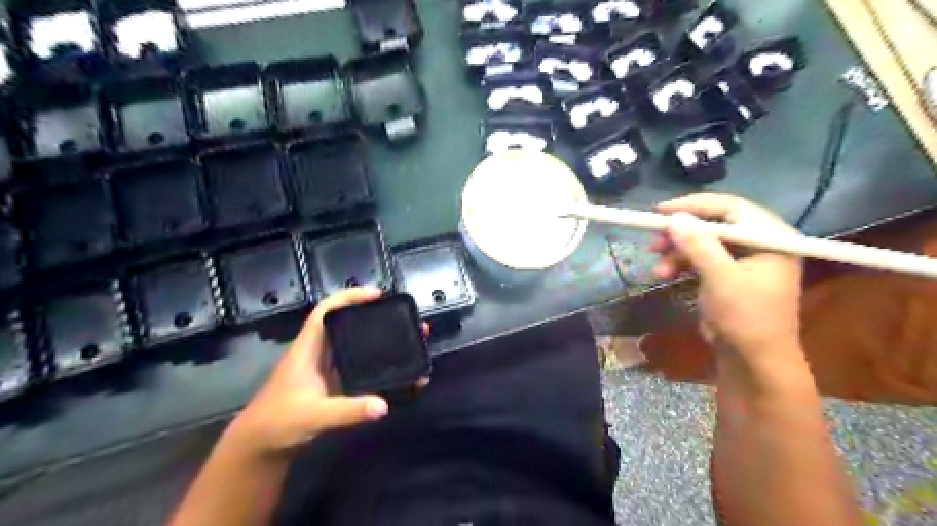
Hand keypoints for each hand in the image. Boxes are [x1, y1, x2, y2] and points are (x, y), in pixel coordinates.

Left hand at [225, 288, 389, 458]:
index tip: (377, 295)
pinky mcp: (332, 385)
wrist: (259, 448)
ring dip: (377, 340)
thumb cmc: (277, 423)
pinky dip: (377, 365)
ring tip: (405, 339)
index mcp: (308, 349)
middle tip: (401, 317)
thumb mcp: (313, 416)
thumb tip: (384, 405)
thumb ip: (348, 411)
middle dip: (373, 317)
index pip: (326, 311)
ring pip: (354, 345)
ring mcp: (326, 370)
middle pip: (346, 325)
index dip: (349, 297)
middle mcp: (318, 354)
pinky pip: (358, 367)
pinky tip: (394, 371)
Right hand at [653, 194, 804, 365]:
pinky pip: (701, 259)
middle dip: (681, 234)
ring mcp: (743, 259)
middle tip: (654, 241)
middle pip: (714, 225)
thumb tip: (674, 217)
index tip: (661, 212)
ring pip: (703, 243)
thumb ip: (699, 245)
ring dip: (677, 252)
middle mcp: (759, 243)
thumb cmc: (746, 318)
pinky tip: (664, 274)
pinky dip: (681, 264)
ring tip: (657, 269)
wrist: (754, 361)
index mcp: (771, 237)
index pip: (731, 208)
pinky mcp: (728, 274)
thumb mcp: (721, 279)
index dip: (694, 206)